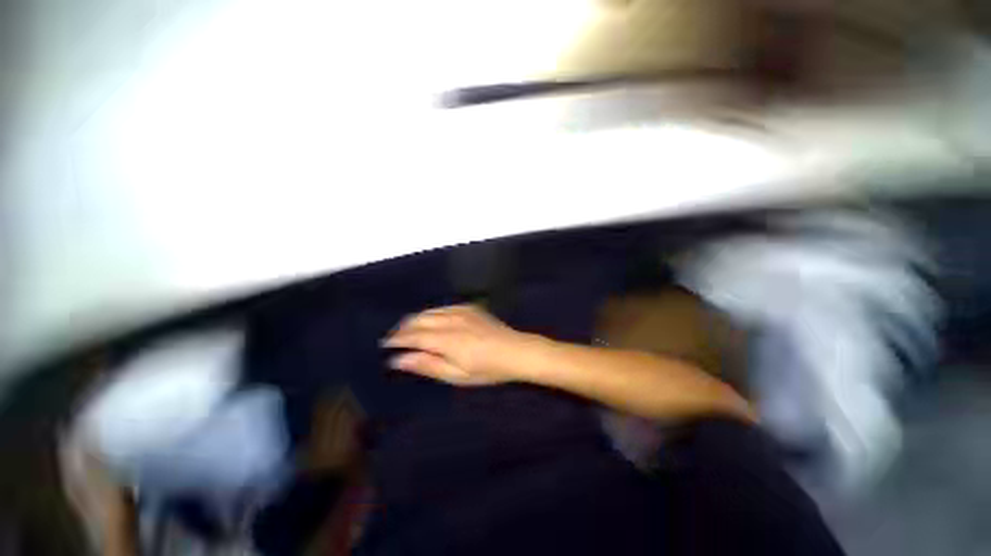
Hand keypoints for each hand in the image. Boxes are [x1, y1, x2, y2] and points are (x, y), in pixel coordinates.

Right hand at [382, 305, 539, 385]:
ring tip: (408, 329)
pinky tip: (431, 320)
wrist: (516, 351)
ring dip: (416, 319)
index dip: (397, 339)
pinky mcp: (470, 307)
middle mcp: (451, 320)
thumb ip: (427, 365)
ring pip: (430, 311)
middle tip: (394, 338)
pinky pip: (443, 307)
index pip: (414, 335)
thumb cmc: (487, 369)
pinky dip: (431, 313)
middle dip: (403, 328)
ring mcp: (461, 310)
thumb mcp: (457, 375)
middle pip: (419, 319)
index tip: (385, 344)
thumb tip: (399, 359)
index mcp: (447, 339)